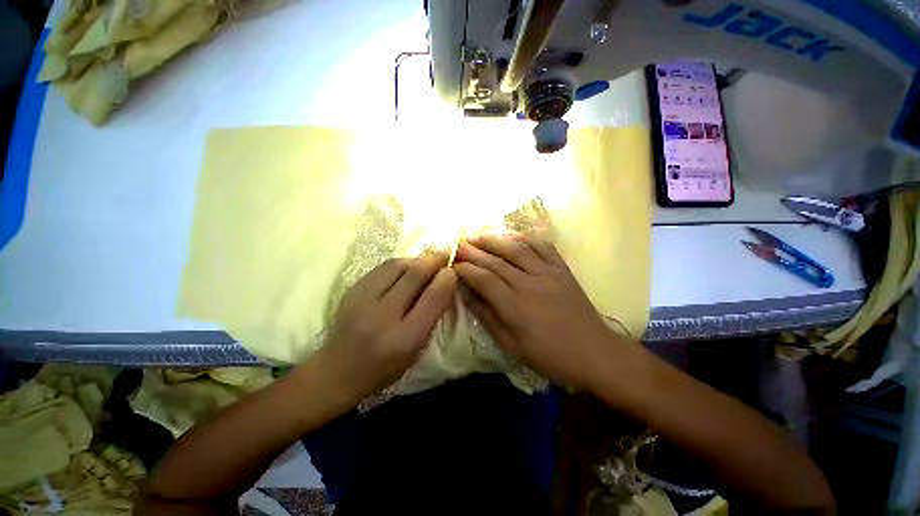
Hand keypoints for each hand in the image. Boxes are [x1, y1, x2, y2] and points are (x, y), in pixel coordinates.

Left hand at [317, 252, 456, 403]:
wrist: (338, 371)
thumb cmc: (385, 365)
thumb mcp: (416, 348)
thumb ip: (431, 315)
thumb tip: (444, 282)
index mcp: (405, 338)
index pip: (432, 298)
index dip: (446, 279)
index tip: (453, 270)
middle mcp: (383, 316)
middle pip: (414, 275)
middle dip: (434, 260)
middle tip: (445, 254)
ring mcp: (363, 300)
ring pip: (397, 265)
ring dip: (416, 259)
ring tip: (425, 261)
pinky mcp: (352, 290)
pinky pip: (382, 268)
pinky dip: (399, 263)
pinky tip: (405, 267)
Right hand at [454, 234, 615, 389]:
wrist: (595, 353)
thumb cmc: (551, 356)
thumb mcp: (513, 346)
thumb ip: (488, 318)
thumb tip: (468, 296)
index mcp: (515, 306)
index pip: (483, 279)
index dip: (466, 269)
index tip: (453, 264)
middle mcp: (530, 284)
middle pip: (496, 261)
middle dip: (474, 250)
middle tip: (459, 244)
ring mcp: (548, 273)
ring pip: (517, 248)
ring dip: (495, 239)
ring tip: (479, 235)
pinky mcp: (562, 269)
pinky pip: (543, 246)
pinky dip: (526, 237)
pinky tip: (512, 235)